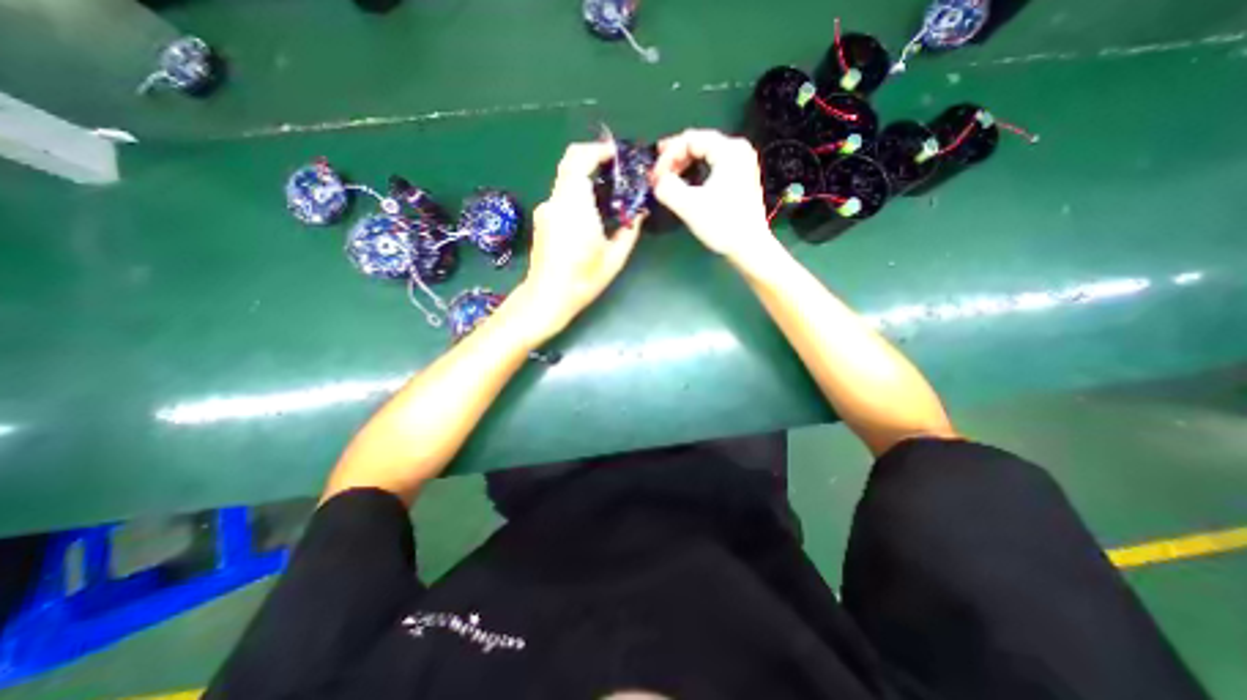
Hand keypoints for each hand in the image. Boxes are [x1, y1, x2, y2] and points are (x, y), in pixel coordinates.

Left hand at [507, 139, 641, 347]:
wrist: (547, 297)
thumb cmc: (582, 279)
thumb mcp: (614, 258)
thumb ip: (629, 231)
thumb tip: (639, 212)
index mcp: (574, 206)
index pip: (579, 159)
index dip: (598, 151)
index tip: (616, 157)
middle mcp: (556, 201)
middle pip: (570, 164)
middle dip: (593, 161)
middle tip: (616, 173)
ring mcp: (545, 210)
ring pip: (566, 181)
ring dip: (586, 180)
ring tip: (609, 197)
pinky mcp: (542, 220)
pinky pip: (561, 197)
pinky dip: (577, 195)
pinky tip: (592, 215)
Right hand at [653, 128, 776, 265]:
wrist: (749, 248)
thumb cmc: (722, 225)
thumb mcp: (689, 206)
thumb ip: (667, 188)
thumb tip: (657, 181)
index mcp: (729, 150)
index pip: (690, 139)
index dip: (668, 156)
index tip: (655, 176)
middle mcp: (738, 151)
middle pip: (699, 143)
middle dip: (674, 157)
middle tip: (656, 172)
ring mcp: (741, 164)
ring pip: (705, 155)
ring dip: (683, 165)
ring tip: (667, 177)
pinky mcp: (740, 179)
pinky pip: (712, 166)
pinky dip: (696, 172)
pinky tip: (685, 183)